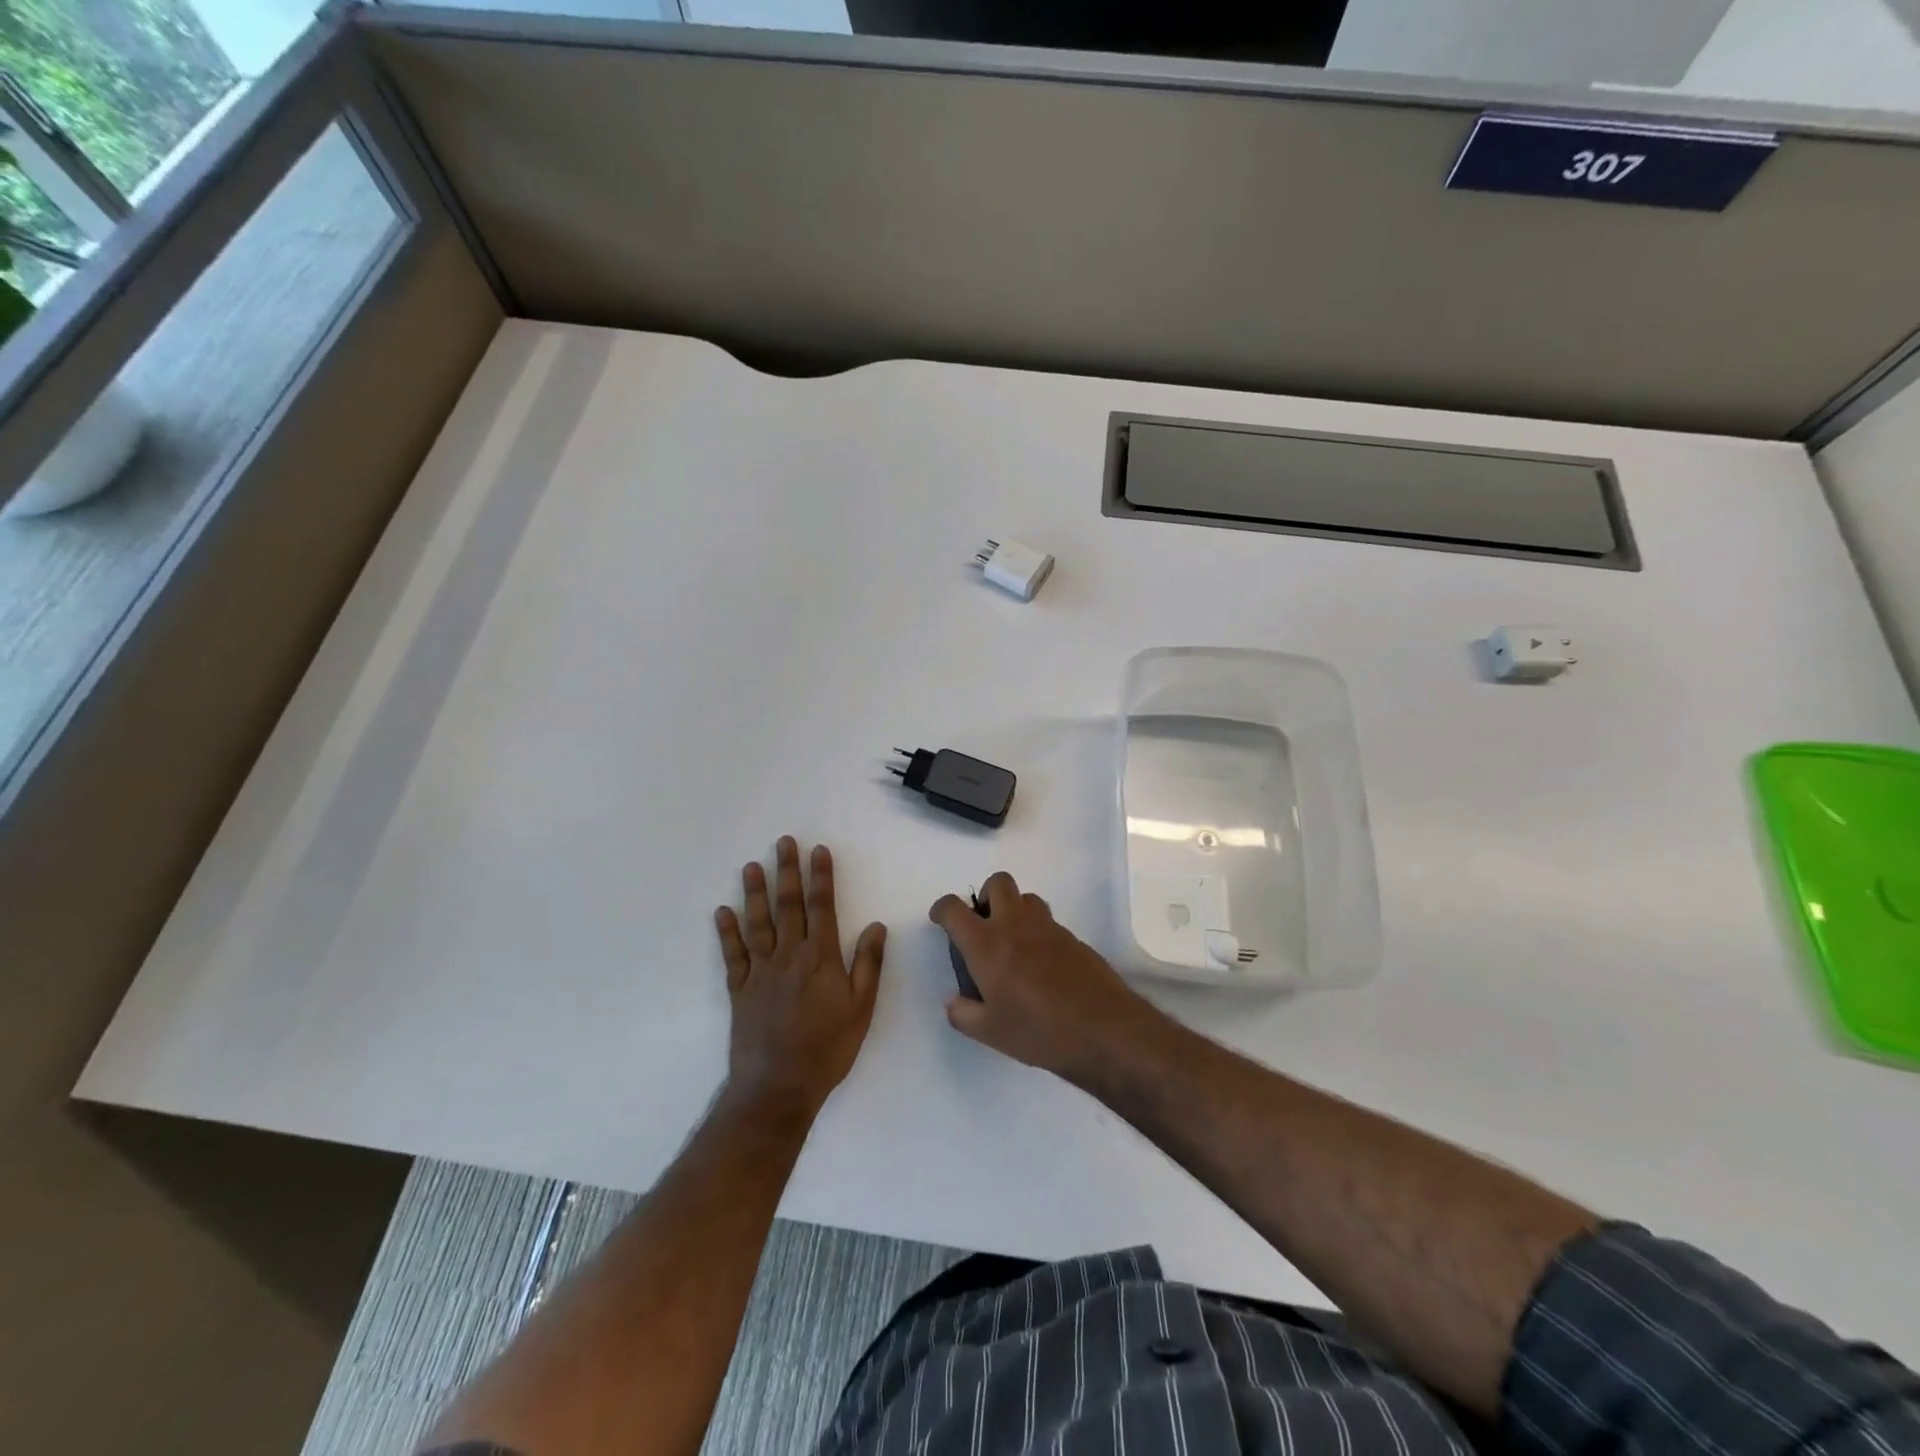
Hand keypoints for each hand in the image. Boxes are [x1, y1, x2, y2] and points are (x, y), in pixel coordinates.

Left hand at [715, 837, 885, 1115]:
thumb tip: (877, 925)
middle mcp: (789, 955)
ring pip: (758, 923)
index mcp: (821, 957)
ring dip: (754, 893)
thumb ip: (868, 964)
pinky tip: (722, 912)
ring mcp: (760, 971)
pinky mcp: (739, 989)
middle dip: (787, 871)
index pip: (822, 907)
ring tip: (751, 866)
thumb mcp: (862, 1008)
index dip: (821, 877)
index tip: (818, 850)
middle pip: (788, 906)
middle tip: (783, 843)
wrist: (779, 1086)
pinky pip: (732, 954)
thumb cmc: (828, 1048)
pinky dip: (727, 932)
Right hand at [929, 871, 1163, 1085]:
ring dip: (1014, 910)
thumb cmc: (1038, 1031)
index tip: (941, 921)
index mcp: (986, 944)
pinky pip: (1048, 922)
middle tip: (984, 926)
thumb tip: (954, 1001)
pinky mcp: (1073, 938)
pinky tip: (1041, 965)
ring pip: (1027, 898)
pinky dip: (1037, 932)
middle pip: (998, 883)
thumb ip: (963, 1014)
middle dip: (985, 896)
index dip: (942, 909)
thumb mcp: (989, 1032)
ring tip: (1013, 944)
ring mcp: (1048, 928)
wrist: (1103, 1029)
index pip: (954, 909)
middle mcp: (1015, 925)